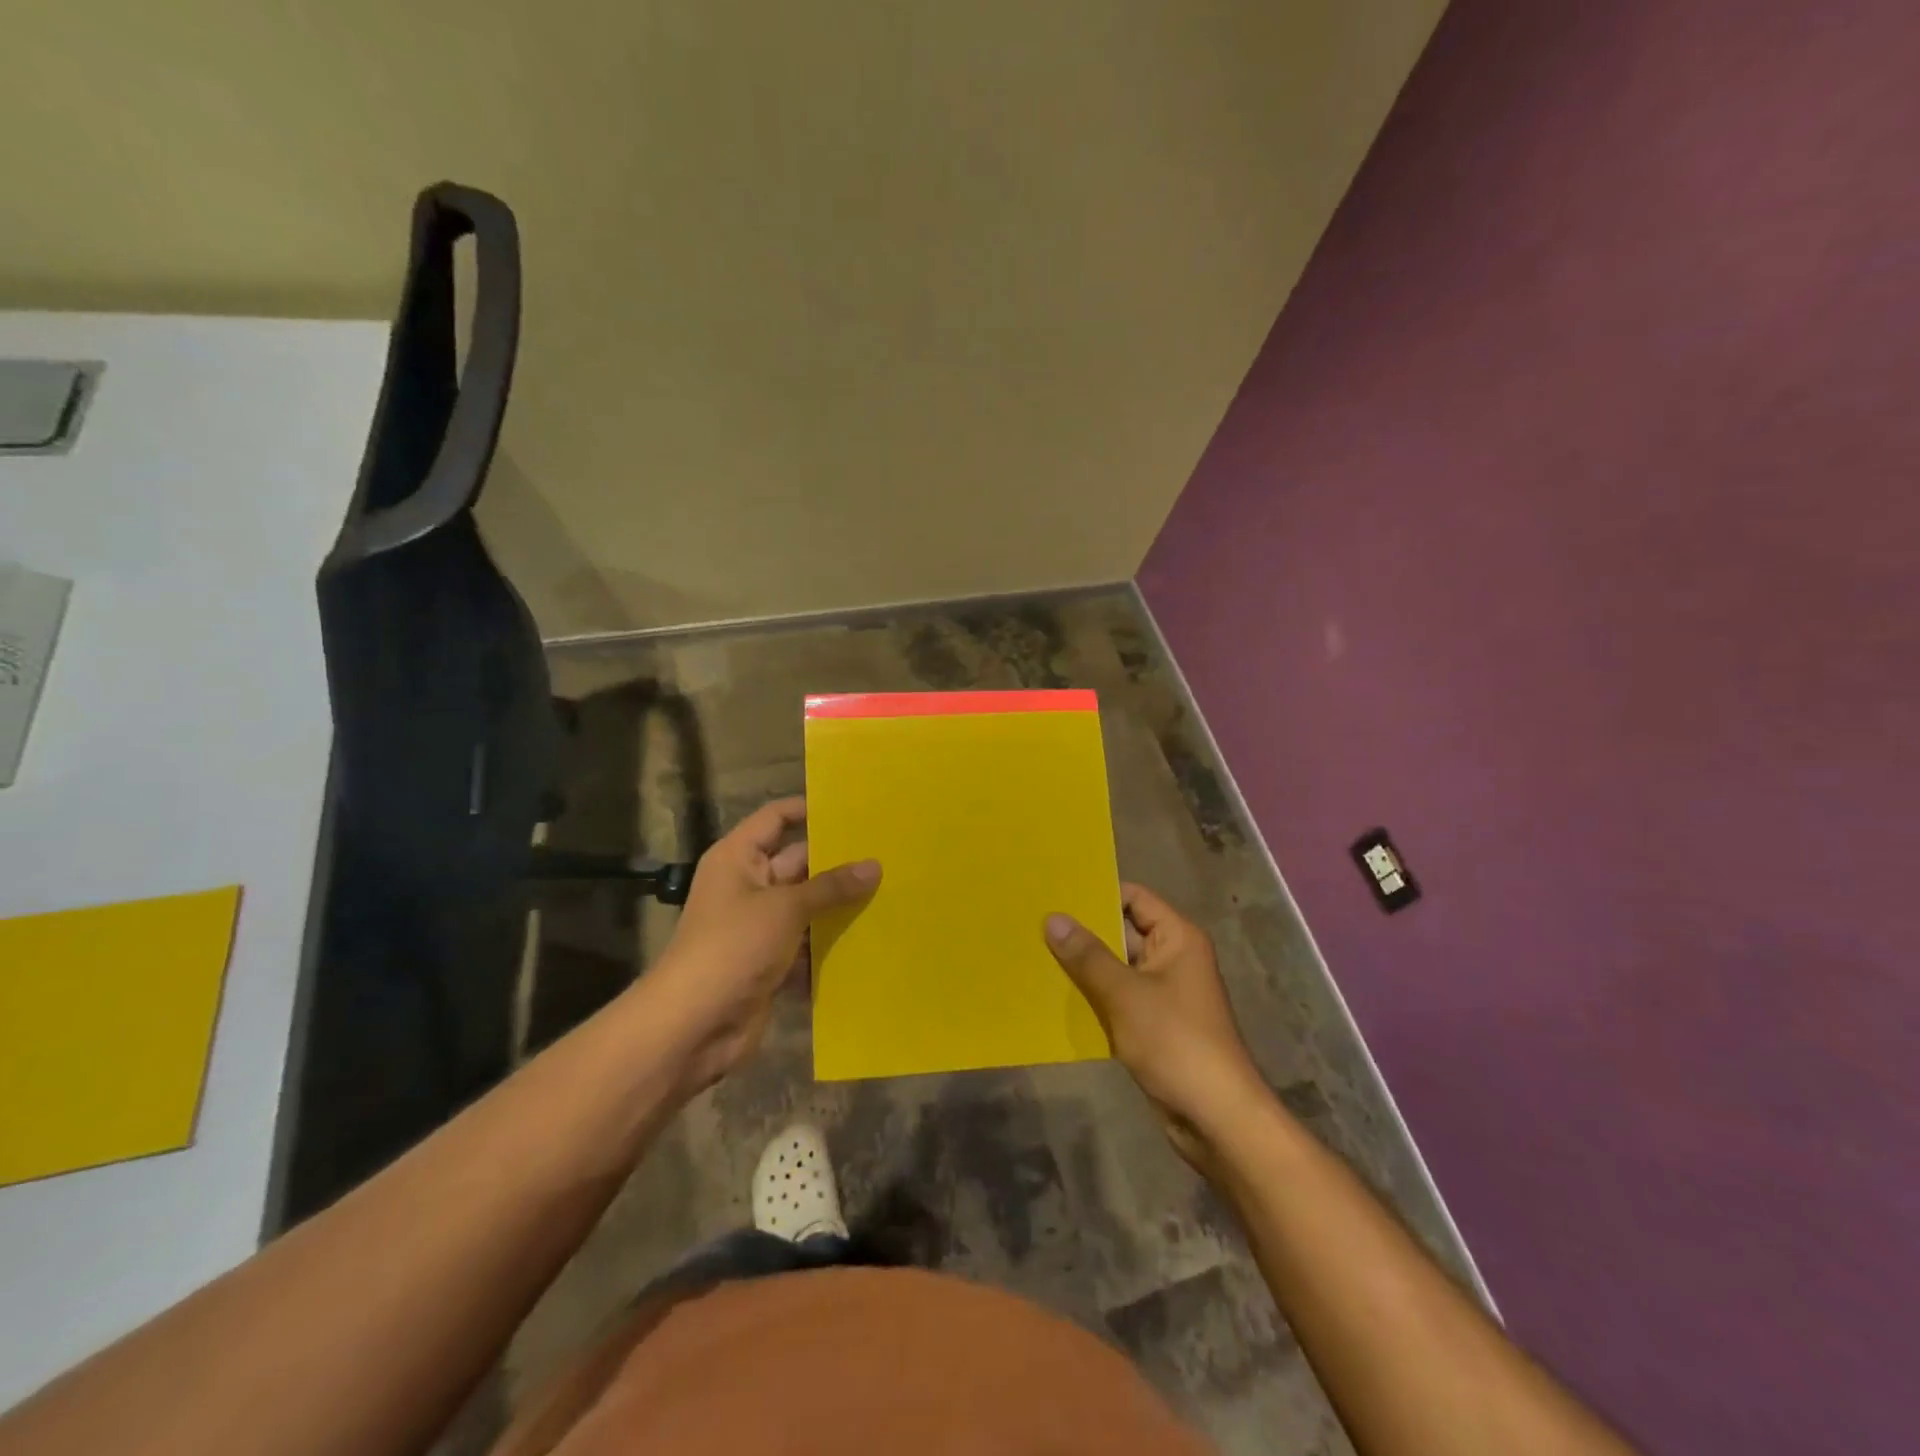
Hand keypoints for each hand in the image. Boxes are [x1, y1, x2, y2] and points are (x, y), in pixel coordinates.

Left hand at [641, 797, 878, 1097]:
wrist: (692, 1026)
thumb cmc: (733, 947)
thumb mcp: (785, 908)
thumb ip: (831, 886)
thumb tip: (874, 865)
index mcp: (739, 858)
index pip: (776, 818)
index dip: (809, 810)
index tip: (854, 809)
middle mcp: (748, 885)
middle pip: (799, 862)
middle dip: (838, 862)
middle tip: (888, 854)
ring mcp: (759, 926)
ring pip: (807, 906)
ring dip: (840, 906)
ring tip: (891, 892)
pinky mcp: (770, 962)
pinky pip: (807, 944)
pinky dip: (831, 944)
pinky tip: (873, 938)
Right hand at [1044, 885, 1266, 1171]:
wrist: (1216, 1118)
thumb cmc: (1175, 1042)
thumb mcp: (1125, 994)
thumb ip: (1087, 955)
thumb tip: (1053, 918)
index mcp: (1177, 938)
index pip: (1134, 897)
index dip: (1098, 893)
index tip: (1056, 893)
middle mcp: (1172, 957)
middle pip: (1123, 931)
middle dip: (1083, 932)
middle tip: (1035, 923)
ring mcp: (1164, 992)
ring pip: (1117, 967)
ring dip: (1084, 966)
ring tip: (1036, 955)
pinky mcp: (1155, 1024)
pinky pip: (1118, 997)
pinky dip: (1093, 996)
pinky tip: (1056, 995)